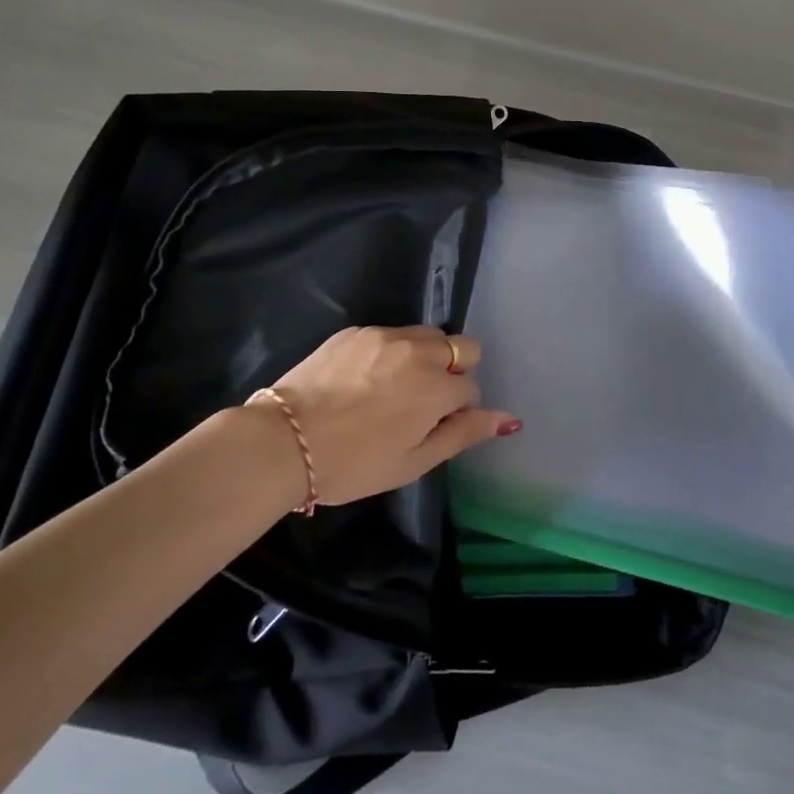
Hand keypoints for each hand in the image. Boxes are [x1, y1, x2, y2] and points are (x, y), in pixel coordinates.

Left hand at [250, 325, 519, 506]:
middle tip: (420, 402)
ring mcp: (386, 335)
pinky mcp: (356, 330)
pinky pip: (389, 335)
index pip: (470, 388)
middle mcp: (419, 350)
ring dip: (423, 358)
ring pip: (426, 336)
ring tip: (390, 389)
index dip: (456, 411)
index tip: (430, 428)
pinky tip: (361, 380)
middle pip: (461, 347)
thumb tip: (510, 419)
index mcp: (437, 387)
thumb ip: (464, 434)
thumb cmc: (352, 464)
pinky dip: (388, 353)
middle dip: (452, 371)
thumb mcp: (413, 462)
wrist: (283, 441)